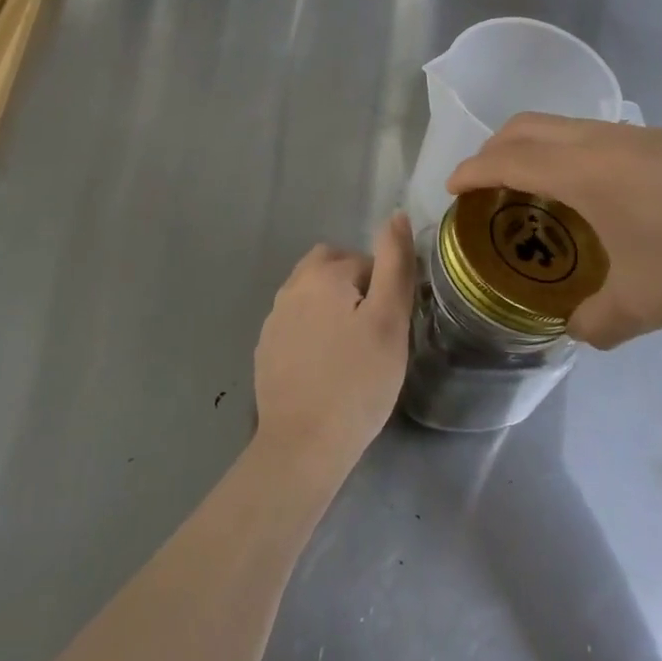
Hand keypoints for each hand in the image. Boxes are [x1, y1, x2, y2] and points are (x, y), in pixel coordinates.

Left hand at [254, 214, 415, 481]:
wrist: (303, 444)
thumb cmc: (357, 382)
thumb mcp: (389, 321)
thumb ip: (395, 264)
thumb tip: (396, 216)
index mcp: (321, 274)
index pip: (365, 262)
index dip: (384, 291)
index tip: (390, 328)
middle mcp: (291, 287)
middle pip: (331, 269)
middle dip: (354, 289)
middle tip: (373, 333)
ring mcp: (273, 318)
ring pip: (312, 296)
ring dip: (332, 309)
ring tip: (352, 352)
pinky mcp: (265, 348)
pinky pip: (296, 324)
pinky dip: (313, 334)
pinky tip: (326, 368)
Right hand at [446, 116, 661, 347]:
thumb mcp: (647, 304)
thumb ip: (598, 322)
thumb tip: (576, 329)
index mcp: (583, 173)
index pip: (507, 160)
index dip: (471, 171)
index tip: (451, 189)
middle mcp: (601, 142)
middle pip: (527, 126)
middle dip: (493, 149)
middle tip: (484, 185)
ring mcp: (638, 135)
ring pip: (563, 126)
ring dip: (534, 148)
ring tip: (535, 192)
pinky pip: (596, 136)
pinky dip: (569, 153)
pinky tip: (597, 196)